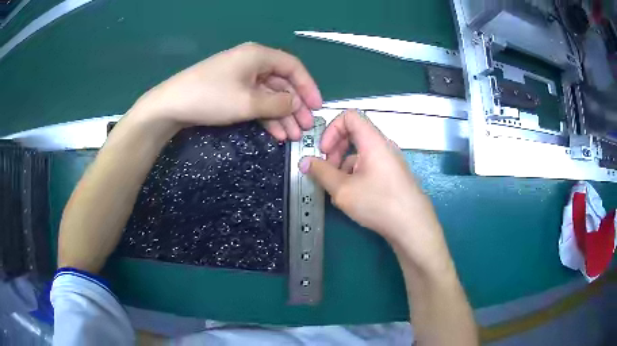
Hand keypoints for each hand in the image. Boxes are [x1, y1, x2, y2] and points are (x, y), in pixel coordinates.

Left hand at [128, 42, 321, 140]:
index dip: (308, 86)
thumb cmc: (211, 97)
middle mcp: (252, 63)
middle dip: (295, 106)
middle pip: (282, 83)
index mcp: (258, 56)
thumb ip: (278, 103)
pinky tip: (275, 133)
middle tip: (305, 128)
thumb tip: (296, 103)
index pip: (293, 67)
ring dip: (282, 115)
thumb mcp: (248, 102)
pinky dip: (265, 116)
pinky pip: (255, 101)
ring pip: (269, 95)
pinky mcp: (231, 91)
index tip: (317, 107)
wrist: (171, 106)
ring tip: (292, 136)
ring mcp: (240, 77)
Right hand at [300, 110, 449, 269]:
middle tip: (327, 171)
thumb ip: (321, 172)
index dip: (331, 129)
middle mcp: (383, 146)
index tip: (324, 151)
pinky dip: (355, 176)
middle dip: (335, 150)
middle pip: (354, 134)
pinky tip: (352, 197)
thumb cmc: (379, 203)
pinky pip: (369, 166)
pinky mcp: (392, 176)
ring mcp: (389, 162)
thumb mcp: (343, 189)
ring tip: (338, 191)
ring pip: (360, 154)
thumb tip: (305, 162)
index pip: (349, 116)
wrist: (412, 226)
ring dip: (343, 167)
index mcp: (373, 141)